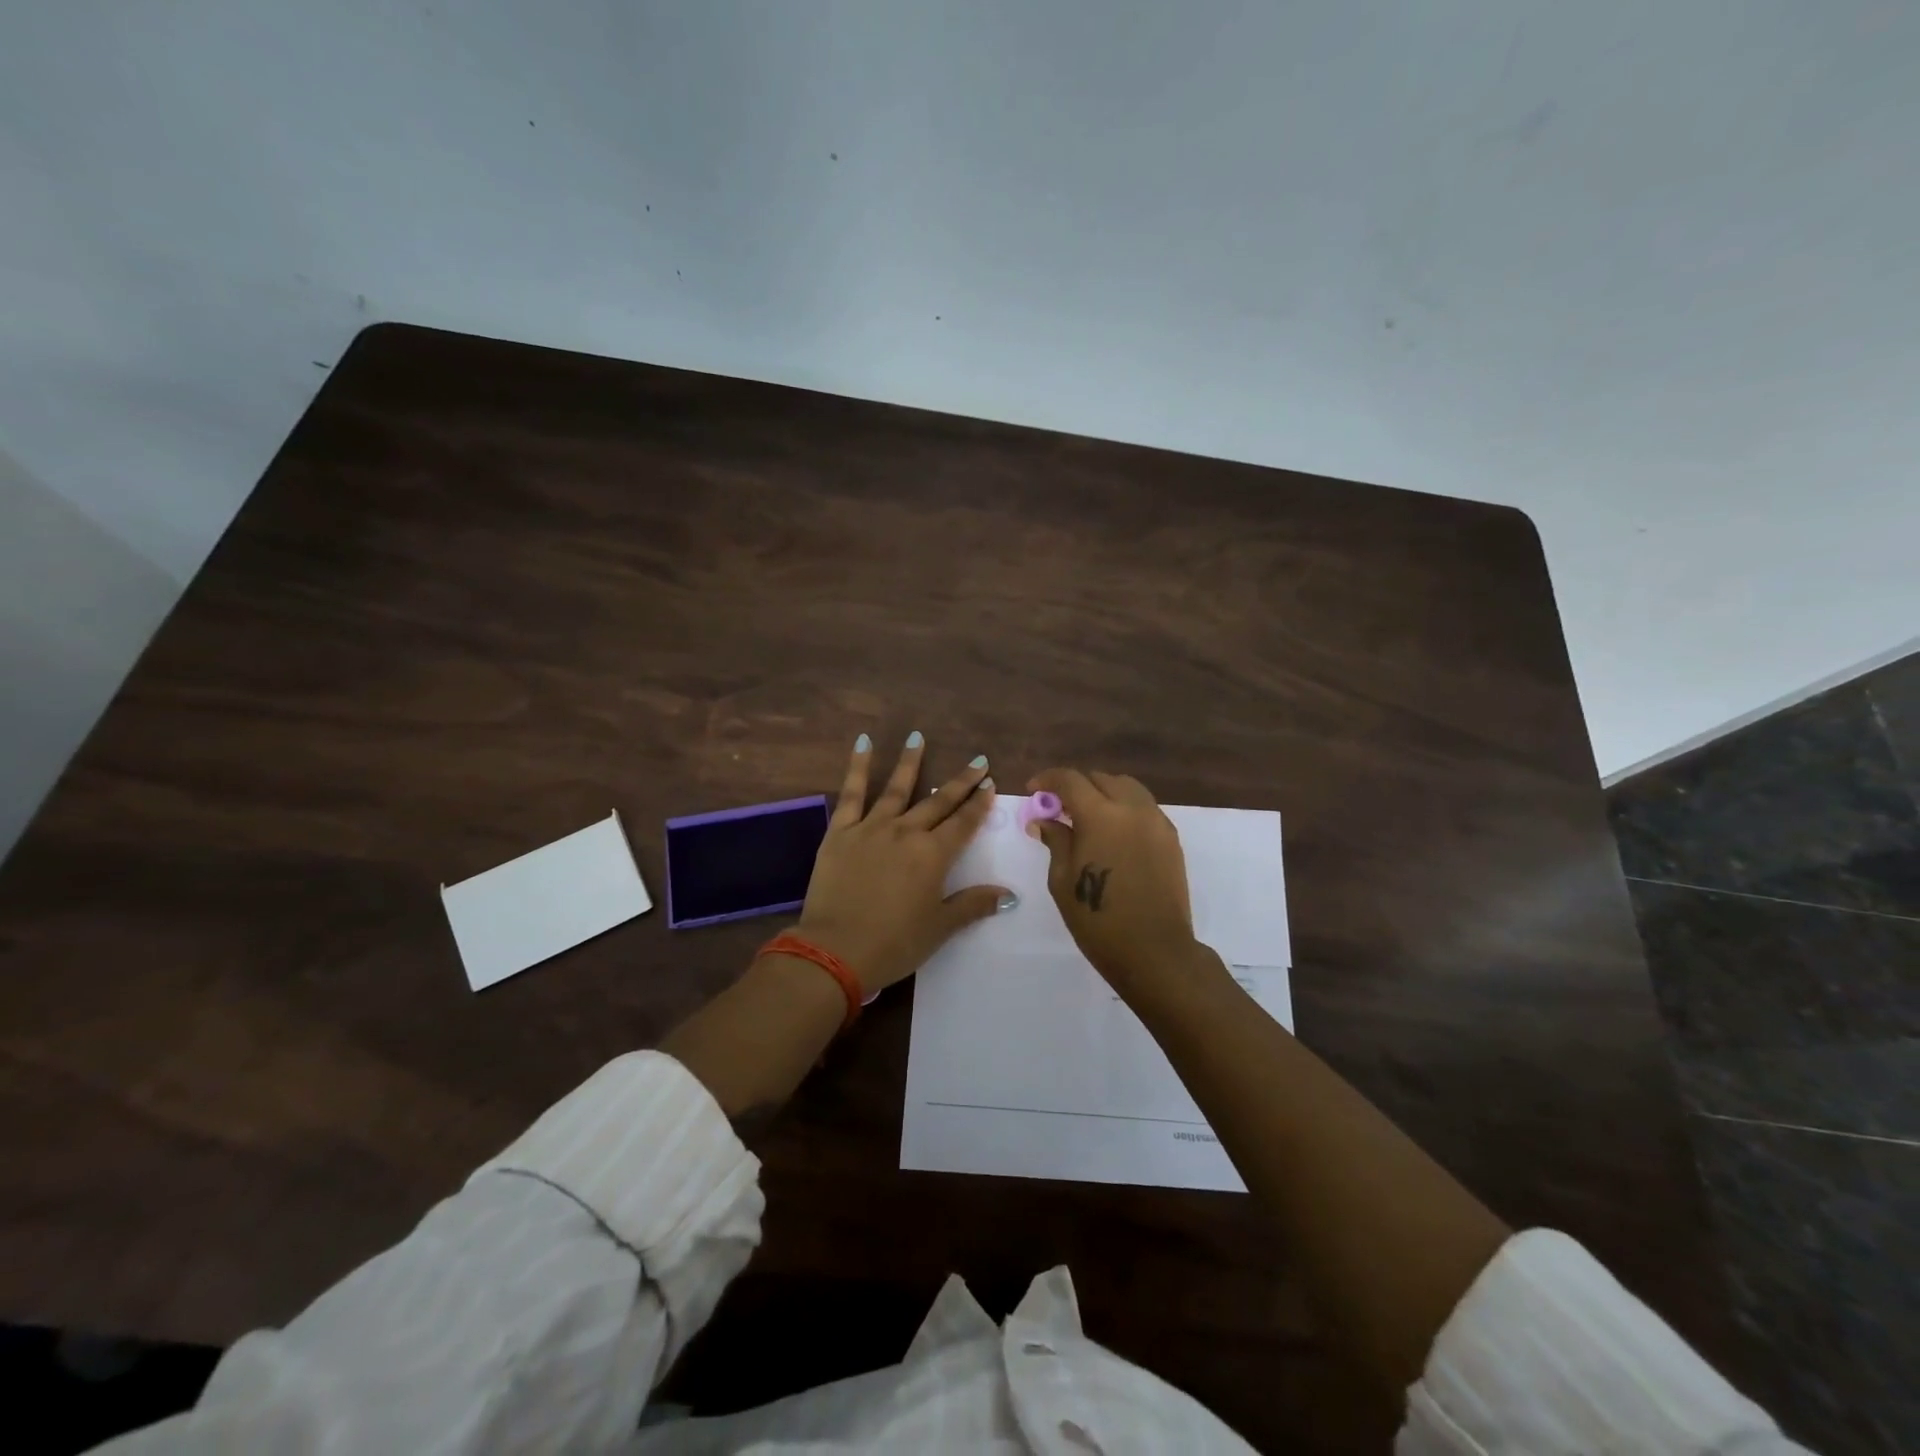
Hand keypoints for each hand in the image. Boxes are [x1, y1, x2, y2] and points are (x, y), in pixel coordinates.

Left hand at [796, 733, 1013, 994]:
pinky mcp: (841, 832)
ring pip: (896, 788)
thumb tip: (1009, 895)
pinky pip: (852, 793)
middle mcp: (906, 832)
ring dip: (911, 762)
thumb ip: (973, 905)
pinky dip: (858, 767)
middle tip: (977, 762)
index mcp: (933, 855)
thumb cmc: (894, 943)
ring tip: (918, 736)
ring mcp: (871, 828)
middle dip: (960, 782)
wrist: (835, 951)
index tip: (990, 784)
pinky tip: (864, 743)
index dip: (978, 804)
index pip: (963, 823)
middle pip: (938, 801)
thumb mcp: (940, 928)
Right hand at [1027, 768, 1199, 990]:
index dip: (1048, 779)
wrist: (1154, 951)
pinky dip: (1125, 808)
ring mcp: (1156, 822)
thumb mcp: (1063, 880)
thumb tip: (1045, 820)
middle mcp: (1132, 809)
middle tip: (1060, 809)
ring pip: (1127, 788)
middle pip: (1101, 779)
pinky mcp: (1171, 838)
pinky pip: (1144, 808)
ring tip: (1089, 818)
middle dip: (1077, 786)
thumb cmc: (1098, 920)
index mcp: (1101, 815)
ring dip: (1104, 793)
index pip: (1070, 780)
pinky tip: (1114, 834)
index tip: (1034, 790)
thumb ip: (1056, 840)